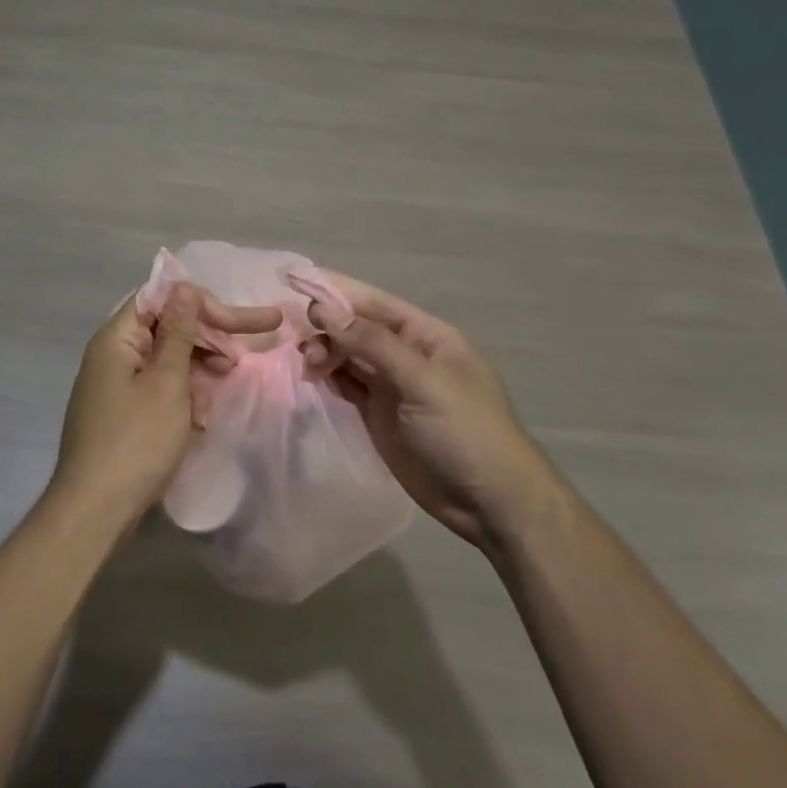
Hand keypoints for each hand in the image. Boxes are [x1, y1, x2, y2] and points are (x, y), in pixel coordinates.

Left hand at [48, 284, 281, 529]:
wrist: (95, 512)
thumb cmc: (135, 441)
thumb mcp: (167, 382)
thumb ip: (179, 333)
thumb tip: (184, 287)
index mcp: (117, 338)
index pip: (161, 299)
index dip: (201, 304)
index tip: (237, 321)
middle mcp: (114, 354)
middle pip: (167, 328)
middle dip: (209, 337)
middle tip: (250, 348)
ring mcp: (117, 386)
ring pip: (168, 361)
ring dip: (200, 368)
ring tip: (231, 378)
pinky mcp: (125, 413)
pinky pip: (161, 389)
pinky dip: (185, 395)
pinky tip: (204, 413)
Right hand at [307, 273, 553, 548]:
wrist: (490, 504)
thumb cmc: (465, 431)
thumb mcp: (423, 381)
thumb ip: (373, 344)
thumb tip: (324, 309)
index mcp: (426, 336)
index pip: (376, 303)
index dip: (338, 291)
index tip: (296, 283)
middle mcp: (407, 354)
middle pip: (358, 328)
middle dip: (328, 327)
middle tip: (302, 344)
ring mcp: (392, 386)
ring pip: (349, 356)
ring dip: (325, 352)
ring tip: (308, 364)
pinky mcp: (379, 414)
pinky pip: (348, 384)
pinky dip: (329, 377)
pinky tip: (314, 377)